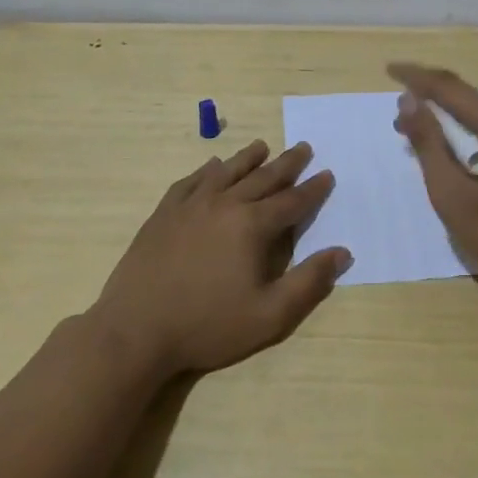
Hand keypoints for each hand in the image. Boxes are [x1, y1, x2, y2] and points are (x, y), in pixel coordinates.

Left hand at [89, 140, 350, 379]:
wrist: (136, 331)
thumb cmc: (207, 326)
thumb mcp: (269, 315)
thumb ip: (309, 282)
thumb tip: (342, 252)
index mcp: (252, 225)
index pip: (291, 201)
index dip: (313, 189)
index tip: (327, 174)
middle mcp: (224, 204)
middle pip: (262, 177)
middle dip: (286, 163)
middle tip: (303, 147)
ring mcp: (190, 206)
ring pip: (225, 172)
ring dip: (247, 158)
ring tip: (261, 146)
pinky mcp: (163, 214)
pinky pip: (190, 182)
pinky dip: (205, 171)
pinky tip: (210, 167)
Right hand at [390, 63, 477, 295]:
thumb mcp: (454, 194)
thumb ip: (429, 144)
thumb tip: (408, 101)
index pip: (449, 87)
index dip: (416, 77)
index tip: (388, 70)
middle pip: (468, 98)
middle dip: (431, 102)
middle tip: (399, 119)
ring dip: (450, 121)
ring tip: (421, 136)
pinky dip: (471, 134)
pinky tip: (458, 154)